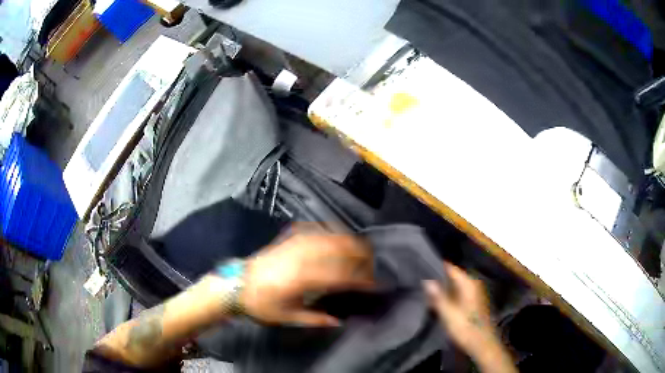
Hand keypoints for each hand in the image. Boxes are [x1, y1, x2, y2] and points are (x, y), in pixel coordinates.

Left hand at [241, 228, 374, 326]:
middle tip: (373, 264)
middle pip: (338, 250)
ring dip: (348, 242)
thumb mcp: (287, 317)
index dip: (360, 279)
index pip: (340, 276)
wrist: (236, 285)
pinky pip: (314, 230)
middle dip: (360, 255)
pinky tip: (337, 235)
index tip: (374, 283)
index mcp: (302, 279)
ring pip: (329, 237)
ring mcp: (294, 245)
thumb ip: (315, 319)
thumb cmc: (261, 304)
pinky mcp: (288, 239)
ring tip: (361, 250)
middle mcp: (301, 258)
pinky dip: (330, 231)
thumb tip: (338, 321)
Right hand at [424, 264, 501, 358]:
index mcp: (468, 283)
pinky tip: (436, 302)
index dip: (435, 267)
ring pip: (454, 286)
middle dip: (437, 279)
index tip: (420, 268)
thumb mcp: (448, 313)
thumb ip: (437, 296)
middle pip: (452, 277)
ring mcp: (473, 294)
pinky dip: (447, 296)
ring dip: (442, 289)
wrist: (481, 343)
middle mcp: (472, 284)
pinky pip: (457, 294)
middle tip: (419, 282)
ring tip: (424, 291)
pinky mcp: (472, 303)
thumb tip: (427, 280)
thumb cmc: (465, 327)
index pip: (450, 268)